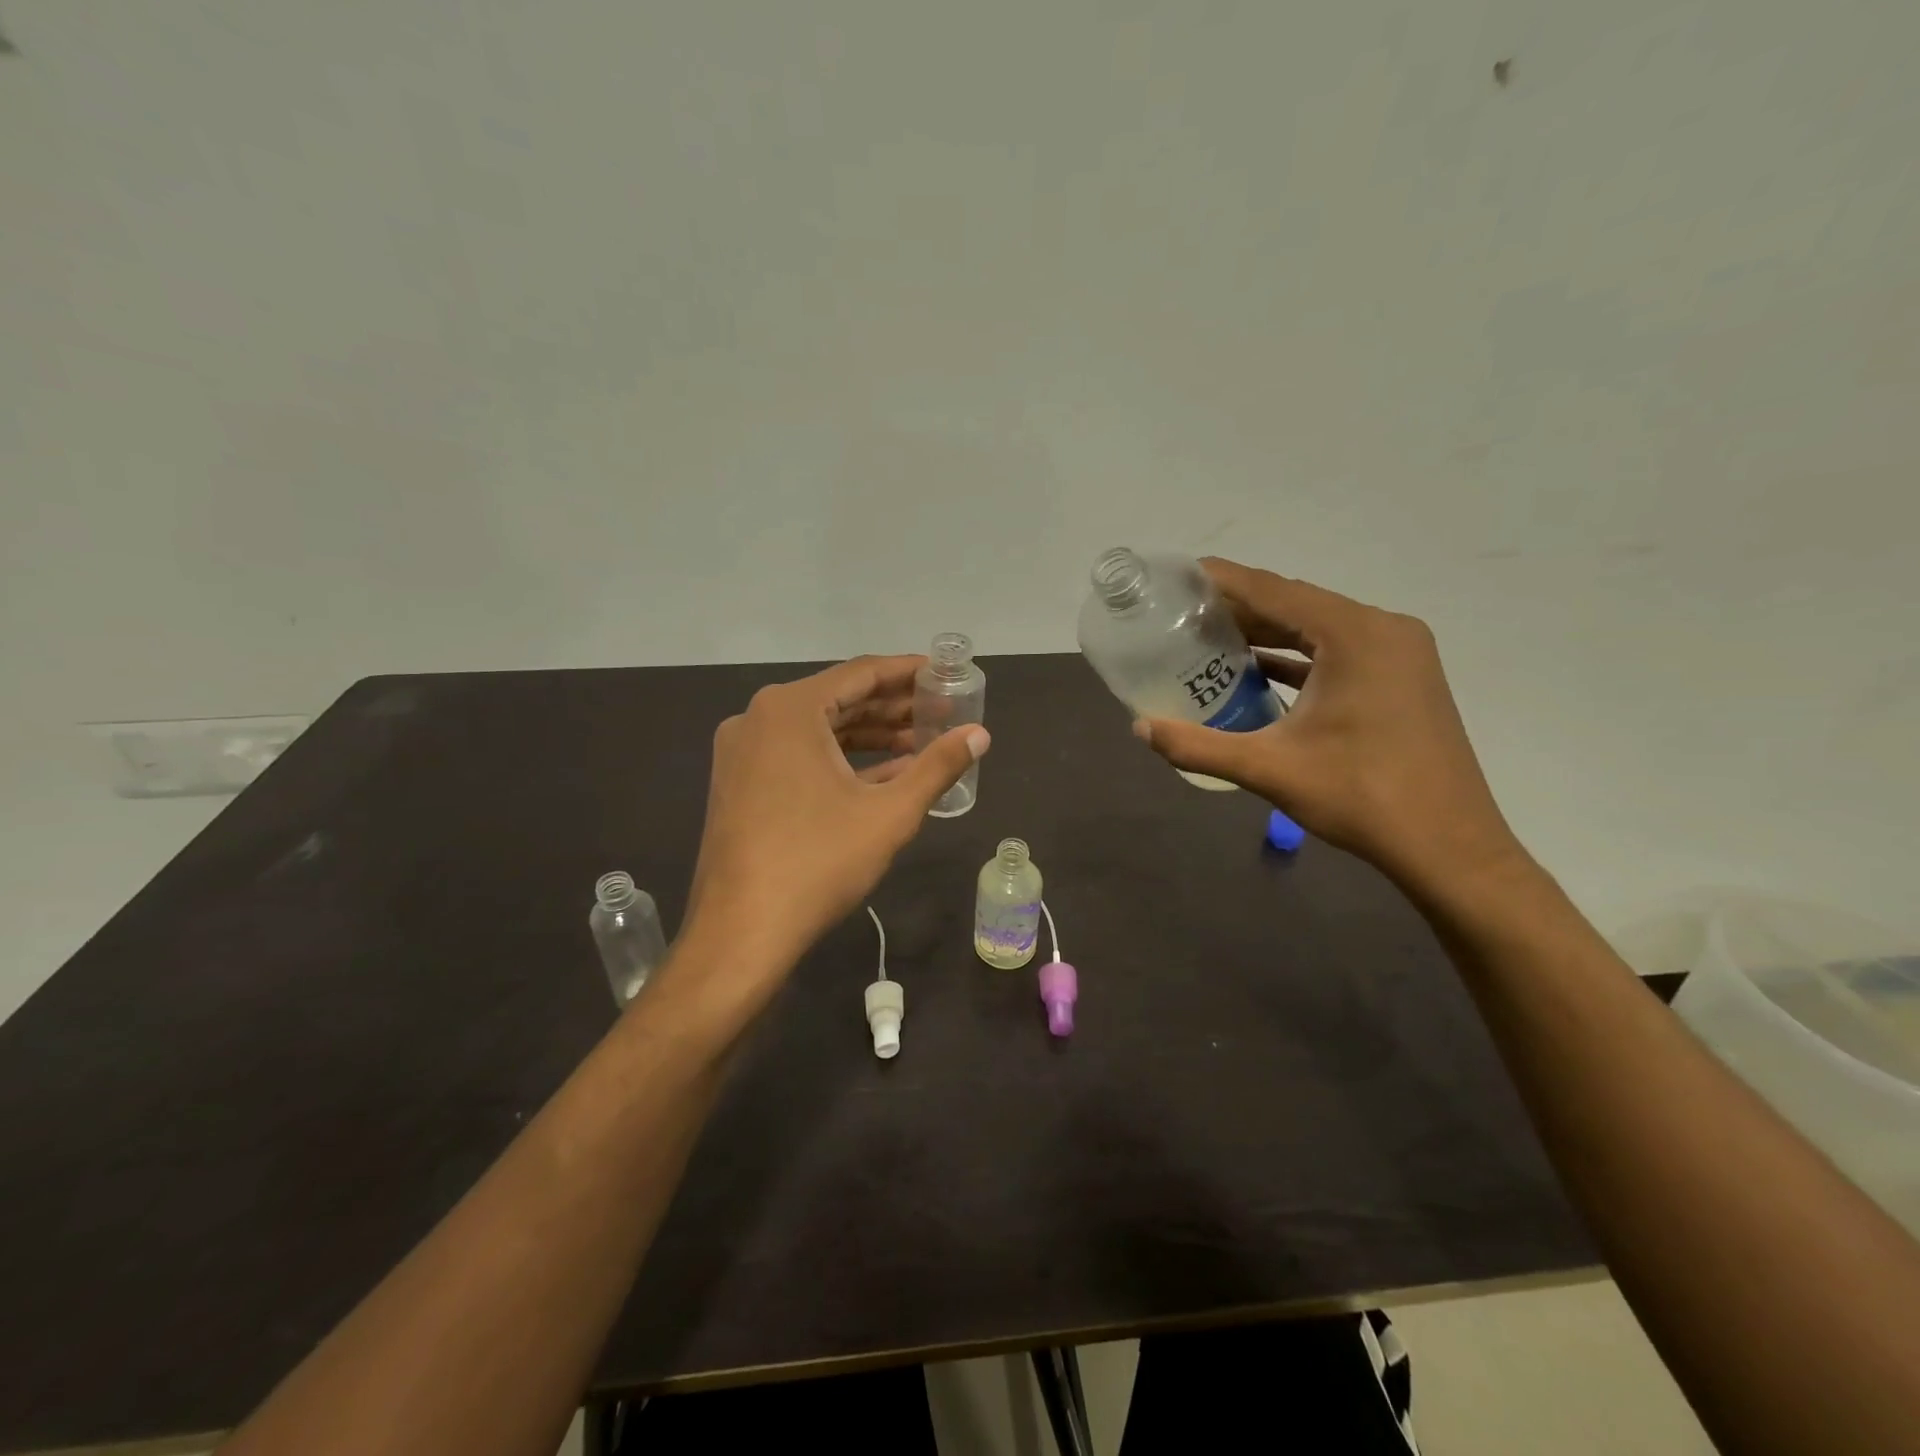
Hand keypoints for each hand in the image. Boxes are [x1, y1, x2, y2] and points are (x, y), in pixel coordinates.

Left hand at [678, 655, 989, 1003]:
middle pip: (838, 699)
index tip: (945, 674)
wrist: (741, 933)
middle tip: (942, 712)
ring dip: (869, 735)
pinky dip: (840, 760)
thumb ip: (938, 766)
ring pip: (818, 730)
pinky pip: (798, 755)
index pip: (860, 674)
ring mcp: (743, 752)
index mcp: (789, 709)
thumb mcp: (889, 813)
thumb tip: (980, 735)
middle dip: (893, 707)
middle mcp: (758, 718)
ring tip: (921, 742)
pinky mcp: (740, 783)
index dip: (908, 672)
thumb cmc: (818, 862)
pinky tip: (883, 774)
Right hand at [1133, 559, 1521, 895]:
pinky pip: (1338, 652)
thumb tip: (1140, 730)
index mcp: (1355, 635)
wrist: (1448, 847)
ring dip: (1267, 632)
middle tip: (1182, 613)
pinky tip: (1257, 670)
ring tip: (1209, 638)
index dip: (1222, 581)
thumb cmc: (1362, 798)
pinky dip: (1297, 656)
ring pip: (1317, 628)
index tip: (1178, 576)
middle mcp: (1382, 630)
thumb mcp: (1269, 769)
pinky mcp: (1402, 678)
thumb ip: (1198, 746)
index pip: (1274, 591)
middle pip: (1296, 604)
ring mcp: (1399, 653)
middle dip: (1239, 608)